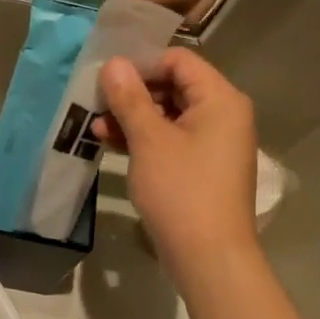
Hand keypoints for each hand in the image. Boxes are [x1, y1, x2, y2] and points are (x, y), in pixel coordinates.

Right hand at [95, 51, 258, 273]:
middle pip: (174, 87)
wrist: (209, 258)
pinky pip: (172, 142)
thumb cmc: (181, 191)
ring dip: (133, 119)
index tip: (107, 79)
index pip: (179, 60)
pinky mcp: (203, 169)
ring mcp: (214, 145)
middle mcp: (224, 116)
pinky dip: (145, 141)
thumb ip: (129, 98)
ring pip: (170, 117)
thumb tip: (113, 63)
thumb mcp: (149, 140)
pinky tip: (111, 145)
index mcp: (220, 99)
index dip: (141, 64)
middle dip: (133, 94)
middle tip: (96, 103)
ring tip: (96, 128)